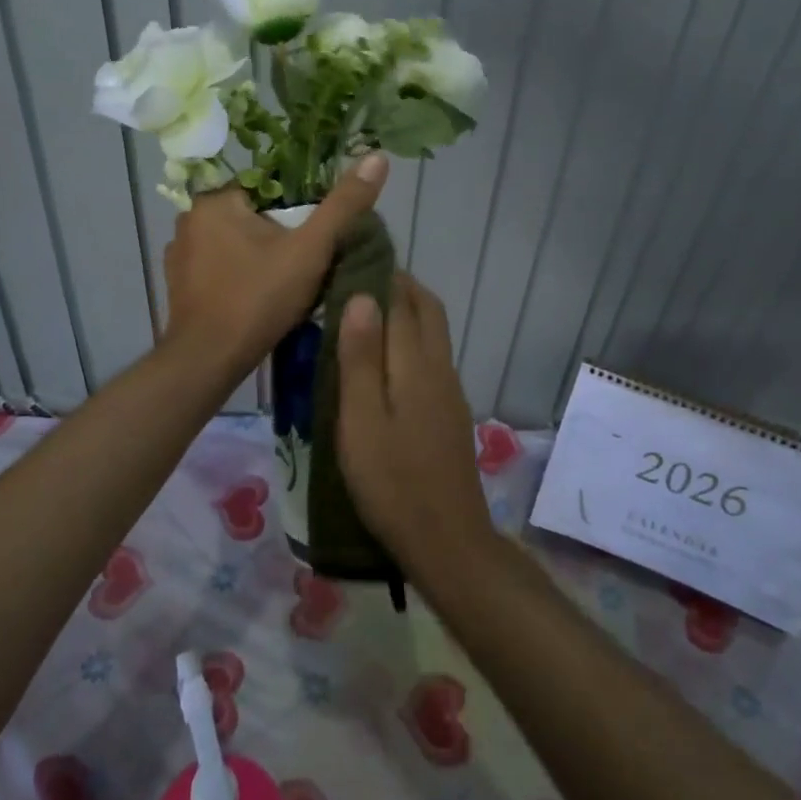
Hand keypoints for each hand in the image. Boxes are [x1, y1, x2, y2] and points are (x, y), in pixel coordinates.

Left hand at [162, 153, 388, 374]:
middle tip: (305, 264)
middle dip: (278, 234)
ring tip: (284, 283)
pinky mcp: (178, 283)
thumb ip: (344, 205)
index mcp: (215, 200)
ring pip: (233, 242)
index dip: (297, 210)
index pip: (267, 188)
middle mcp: (189, 219)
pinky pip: (217, 267)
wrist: (209, 360)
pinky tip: (256, 297)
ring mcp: (179, 254)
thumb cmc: (258, 299)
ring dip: (257, 255)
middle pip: (251, 215)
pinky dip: (236, 275)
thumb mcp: (310, 250)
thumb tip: (377, 156)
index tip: (314, 236)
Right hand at [334, 272, 495, 573]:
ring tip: (361, 316)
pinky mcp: (449, 414)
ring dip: (404, 314)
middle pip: (427, 310)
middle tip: (356, 281)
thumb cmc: (392, 481)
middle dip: (398, 286)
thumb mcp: (361, 420)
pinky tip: (382, 364)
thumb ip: (360, 358)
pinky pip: (430, 359)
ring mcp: (449, 392)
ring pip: (430, 334)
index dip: (380, 274)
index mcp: (416, 364)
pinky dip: (408, 343)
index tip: (351, 258)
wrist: (447, 541)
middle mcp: (439, 368)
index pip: (403, 300)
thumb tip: (363, 295)